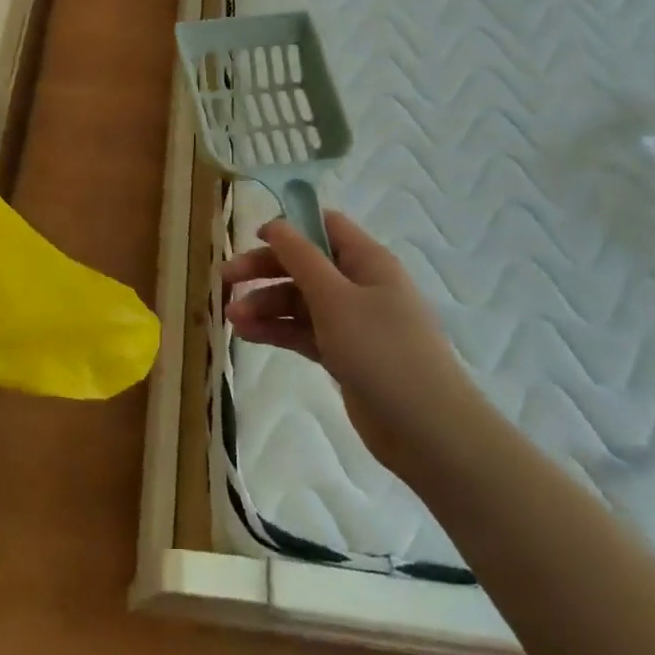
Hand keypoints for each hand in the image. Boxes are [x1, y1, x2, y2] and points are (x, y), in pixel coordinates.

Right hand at [222, 212, 478, 473]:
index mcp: (367, 261)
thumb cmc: (382, 350)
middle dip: (265, 269)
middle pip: (305, 264)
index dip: (289, 227)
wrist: (428, 430)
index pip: (326, 227)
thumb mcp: (335, 297)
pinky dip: (277, 330)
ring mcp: (353, 322)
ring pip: (300, 301)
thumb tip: (276, 224)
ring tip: (231, 318)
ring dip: (265, 304)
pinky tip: (247, 335)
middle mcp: (361, 285)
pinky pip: (304, 331)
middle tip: (225, 279)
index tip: (252, 237)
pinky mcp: (345, 355)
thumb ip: (301, 258)